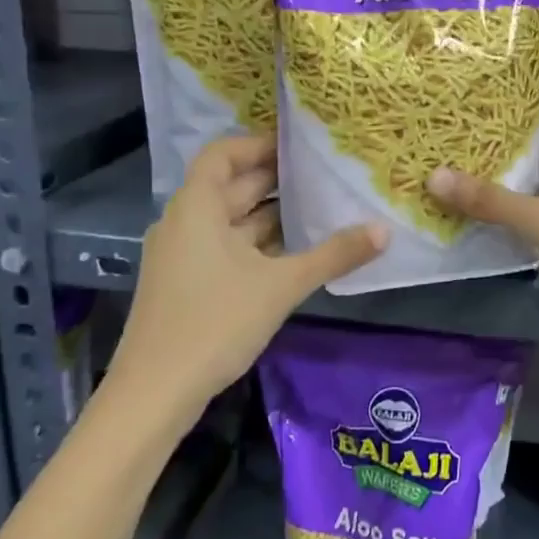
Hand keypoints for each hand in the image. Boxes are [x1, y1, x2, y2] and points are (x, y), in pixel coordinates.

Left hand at [115, 135, 386, 408]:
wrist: (154, 394)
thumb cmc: (215, 323)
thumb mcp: (282, 286)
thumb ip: (334, 255)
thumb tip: (384, 230)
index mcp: (196, 208)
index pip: (223, 154)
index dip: (260, 144)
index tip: (300, 145)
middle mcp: (184, 223)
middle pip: (230, 186)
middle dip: (276, 179)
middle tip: (324, 174)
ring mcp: (182, 255)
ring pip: (230, 220)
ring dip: (270, 214)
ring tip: (319, 209)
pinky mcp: (186, 284)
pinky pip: (225, 247)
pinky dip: (257, 243)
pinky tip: (293, 253)